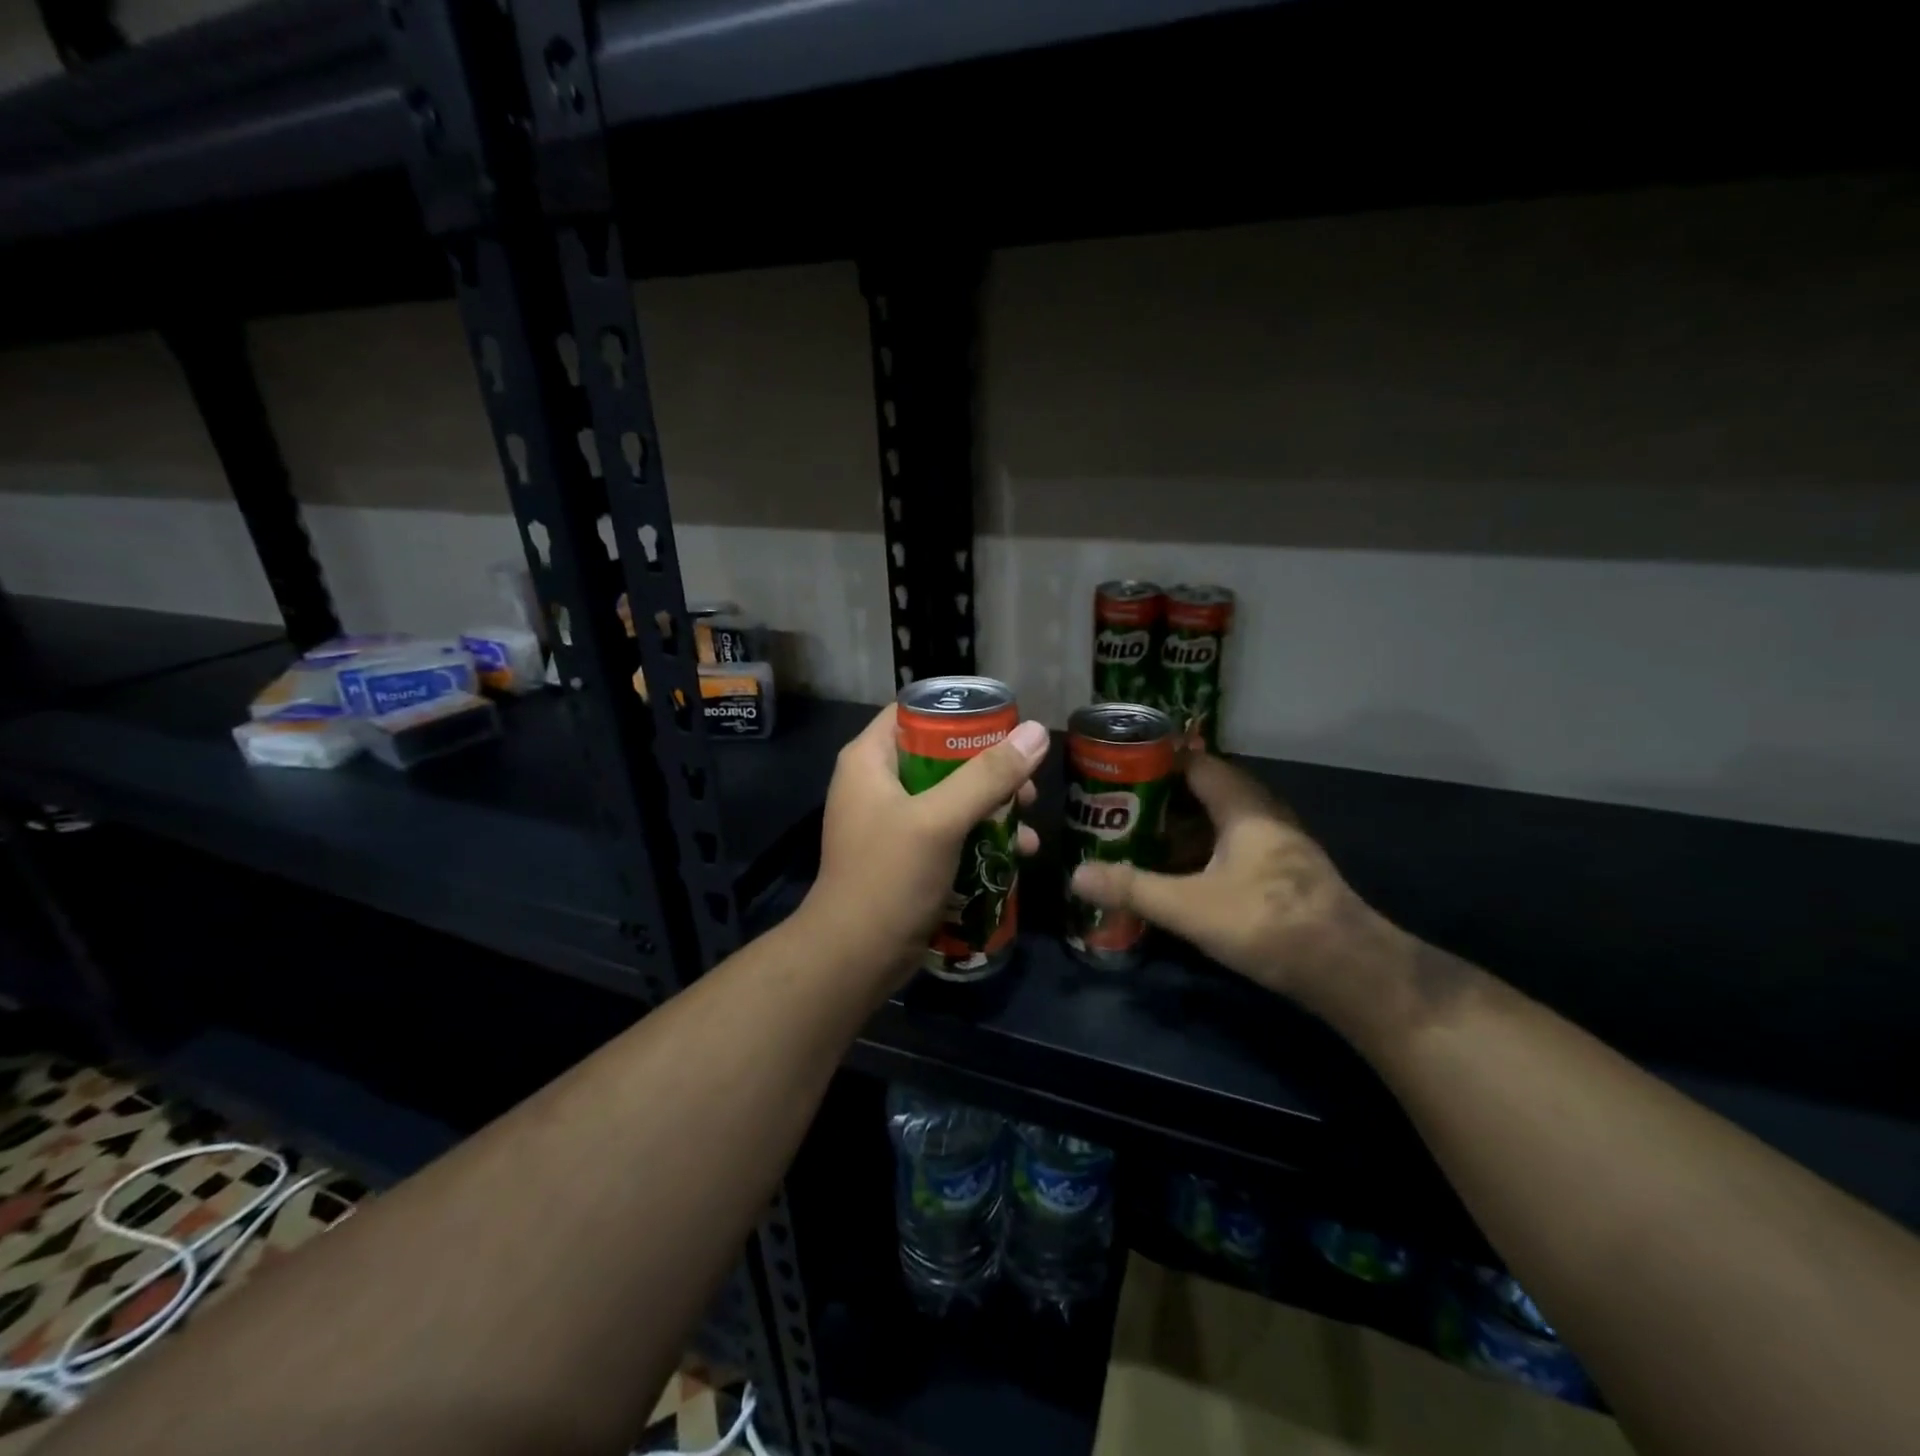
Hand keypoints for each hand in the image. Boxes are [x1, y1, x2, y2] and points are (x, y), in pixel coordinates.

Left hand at [803, 704, 1046, 986]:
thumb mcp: (940, 820)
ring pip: (951, 796)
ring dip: (992, 807)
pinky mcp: (906, 855)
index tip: (1007, 725)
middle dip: (989, 769)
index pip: (916, 712)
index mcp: (870, 760)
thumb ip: (988, 776)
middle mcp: (877, 783)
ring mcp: (891, 821)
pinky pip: (949, 831)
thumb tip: (1036, 732)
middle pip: (941, 756)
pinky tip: (1016, 855)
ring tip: (1029, 824)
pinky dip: (980, 837)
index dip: (961, 713)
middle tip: (1027, 784)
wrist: (855, 958)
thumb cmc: (889, 877)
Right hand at [1070, 754, 1401, 1015]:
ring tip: (1144, 837)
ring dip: (1186, 827)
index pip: (1199, 764)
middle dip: (1166, 797)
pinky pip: (1237, 846)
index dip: (1160, 761)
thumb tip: (1076, 875)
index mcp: (1244, 808)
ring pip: (1224, 822)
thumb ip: (1133, 889)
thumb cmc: (1267, 923)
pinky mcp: (1287, 874)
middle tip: (1123, 806)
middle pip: (1210, 791)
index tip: (1122, 767)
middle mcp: (1265, 816)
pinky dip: (1207, 851)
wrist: (1349, 971)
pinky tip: (1185, 875)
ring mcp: (1281, 845)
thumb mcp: (1189, 907)